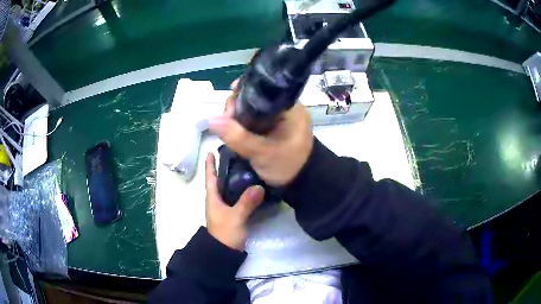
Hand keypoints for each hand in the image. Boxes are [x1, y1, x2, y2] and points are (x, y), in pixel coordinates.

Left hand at [205, 152, 264, 250]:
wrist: (224, 252)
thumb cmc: (225, 233)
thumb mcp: (235, 217)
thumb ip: (247, 203)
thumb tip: (259, 186)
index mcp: (212, 198)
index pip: (210, 178)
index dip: (209, 165)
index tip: (210, 151)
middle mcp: (217, 201)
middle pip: (219, 181)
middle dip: (224, 168)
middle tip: (236, 155)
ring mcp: (224, 209)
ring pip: (228, 189)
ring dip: (233, 179)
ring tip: (246, 167)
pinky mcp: (232, 215)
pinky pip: (236, 198)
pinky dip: (241, 191)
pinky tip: (252, 188)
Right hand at [208, 81, 313, 185]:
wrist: (301, 182)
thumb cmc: (288, 165)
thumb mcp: (262, 153)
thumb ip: (238, 137)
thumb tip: (211, 120)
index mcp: (289, 107)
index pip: (262, 90)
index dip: (242, 94)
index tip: (228, 108)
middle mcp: (284, 107)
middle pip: (254, 98)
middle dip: (237, 107)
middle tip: (226, 121)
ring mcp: (278, 117)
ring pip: (252, 110)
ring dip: (237, 117)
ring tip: (227, 127)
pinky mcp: (273, 127)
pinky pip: (254, 120)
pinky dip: (243, 124)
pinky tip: (233, 130)